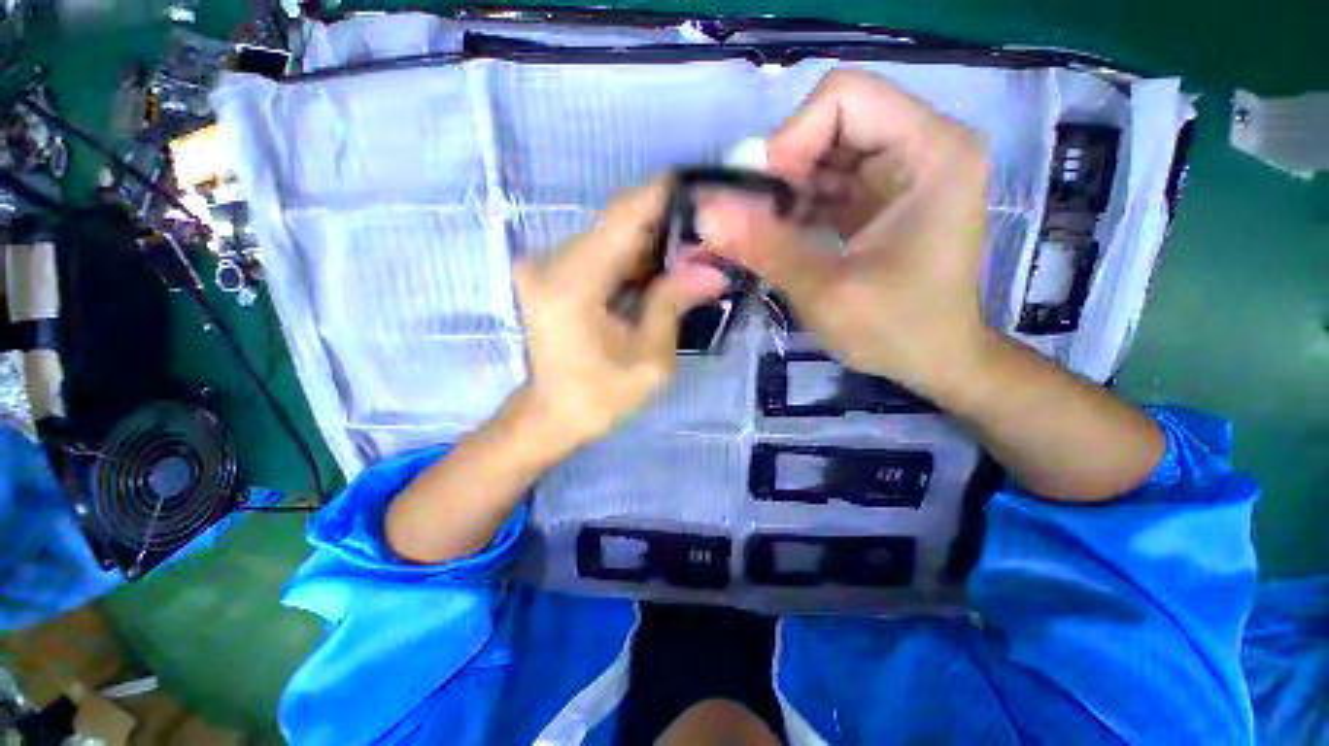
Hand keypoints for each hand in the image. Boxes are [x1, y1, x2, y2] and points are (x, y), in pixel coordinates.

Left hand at [511, 178, 726, 454]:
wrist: (552, 415)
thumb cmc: (601, 397)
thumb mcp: (650, 359)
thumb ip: (674, 304)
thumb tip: (712, 268)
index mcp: (574, 284)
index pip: (624, 216)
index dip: (664, 196)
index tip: (704, 192)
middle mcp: (552, 262)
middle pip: (618, 221)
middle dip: (665, 224)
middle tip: (707, 238)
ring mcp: (546, 265)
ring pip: (610, 234)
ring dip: (650, 242)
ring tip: (689, 256)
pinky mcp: (551, 273)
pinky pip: (599, 251)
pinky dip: (631, 256)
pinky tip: (658, 272)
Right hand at [698, 69, 989, 392]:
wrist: (933, 360)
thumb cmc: (896, 330)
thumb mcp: (825, 291)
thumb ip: (764, 247)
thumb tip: (703, 212)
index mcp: (930, 151)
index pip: (842, 99)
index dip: (788, 140)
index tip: (756, 197)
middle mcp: (920, 145)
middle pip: (827, 124)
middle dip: (779, 171)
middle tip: (748, 221)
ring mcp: (899, 171)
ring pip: (819, 155)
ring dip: (781, 193)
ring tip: (757, 234)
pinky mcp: (879, 197)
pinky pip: (824, 184)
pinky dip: (793, 207)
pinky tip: (774, 237)